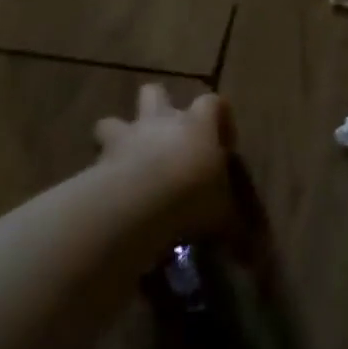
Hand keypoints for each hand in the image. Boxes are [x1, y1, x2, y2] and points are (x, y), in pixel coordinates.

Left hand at [94, 85, 232, 240]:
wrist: (139, 203)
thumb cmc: (192, 196)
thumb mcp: (223, 216)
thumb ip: (233, 228)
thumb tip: (253, 256)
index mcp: (197, 124)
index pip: (213, 103)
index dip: (219, 118)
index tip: (223, 144)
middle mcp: (161, 121)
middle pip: (155, 92)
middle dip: (157, 107)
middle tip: (165, 136)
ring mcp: (126, 137)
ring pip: (113, 120)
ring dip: (118, 136)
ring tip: (125, 162)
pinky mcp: (98, 160)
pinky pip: (94, 159)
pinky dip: (98, 173)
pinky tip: (106, 194)